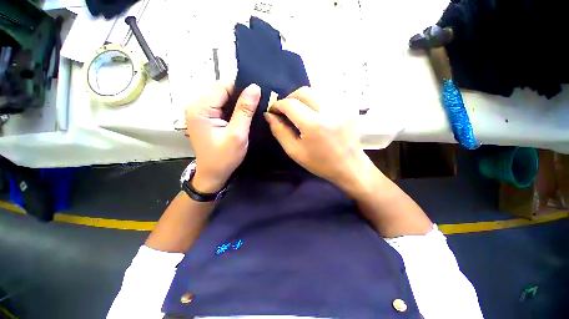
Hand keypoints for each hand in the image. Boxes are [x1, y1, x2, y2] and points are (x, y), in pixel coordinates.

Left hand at [185, 83, 260, 192]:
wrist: (213, 174)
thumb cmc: (225, 157)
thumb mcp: (237, 134)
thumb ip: (245, 110)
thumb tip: (255, 87)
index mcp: (200, 108)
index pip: (222, 86)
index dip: (241, 90)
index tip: (256, 99)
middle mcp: (196, 106)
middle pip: (221, 90)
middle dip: (239, 96)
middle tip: (254, 108)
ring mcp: (199, 112)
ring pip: (222, 97)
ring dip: (236, 102)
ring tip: (249, 112)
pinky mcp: (204, 117)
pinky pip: (220, 105)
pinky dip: (232, 108)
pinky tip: (240, 116)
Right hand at [265, 87, 372, 189]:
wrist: (350, 166)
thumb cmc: (320, 163)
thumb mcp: (294, 151)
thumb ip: (279, 131)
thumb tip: (269, 115)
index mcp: (314, 125)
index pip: (290, 104)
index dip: (278, 105)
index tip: (273, 111)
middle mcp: (330, 110)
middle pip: (303, 91)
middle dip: (290, 98)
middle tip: (286, 110)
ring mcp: (342, 105)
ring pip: (315, 90)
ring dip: (303, 98)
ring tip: (300, 112)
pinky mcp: (349, 105)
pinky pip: (327, 95)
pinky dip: (316, 100)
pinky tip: (315, 112)